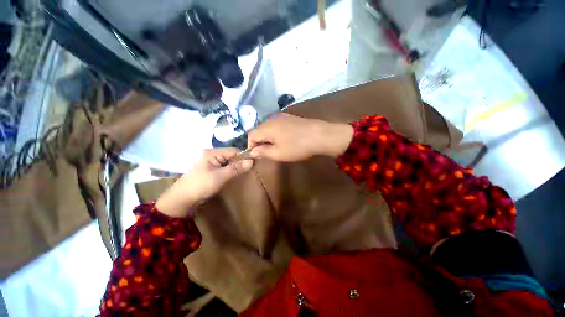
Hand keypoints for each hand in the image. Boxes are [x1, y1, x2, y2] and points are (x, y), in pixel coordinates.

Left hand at [155, 148, 253, 217]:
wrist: (182, 200)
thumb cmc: (201, 185)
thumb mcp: (220, 176)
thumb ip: (236, 168)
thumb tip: (252, 161)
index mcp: (212, 152)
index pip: (234, 151)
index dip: (244, 156)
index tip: (254, 163)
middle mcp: (212, 155)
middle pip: (231, 156)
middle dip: (241, 162)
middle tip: (251, 170)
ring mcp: (211, 162)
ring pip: (229, 162)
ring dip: (236, 167)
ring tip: (245, 173)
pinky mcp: (211, 170)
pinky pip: (224, 167)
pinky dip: (231, 171)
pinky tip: (236, 176)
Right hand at [247, 113, 353, 161]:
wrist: (321, 135)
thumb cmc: (298, 146)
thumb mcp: (279, 153)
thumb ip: (263, 152)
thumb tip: (252, 151)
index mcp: (267, 127)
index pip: (251, 135)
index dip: (251, 146)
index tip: (257, 155)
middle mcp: (272, 119)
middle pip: (259, 130)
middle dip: (260, 142)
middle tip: (267, 153)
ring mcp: (282, 117)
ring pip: (268, 127)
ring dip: (268, 138)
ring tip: (276, 147)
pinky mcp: (290, 117)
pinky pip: (277, 125)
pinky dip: (276, 133)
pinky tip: (285, 139)